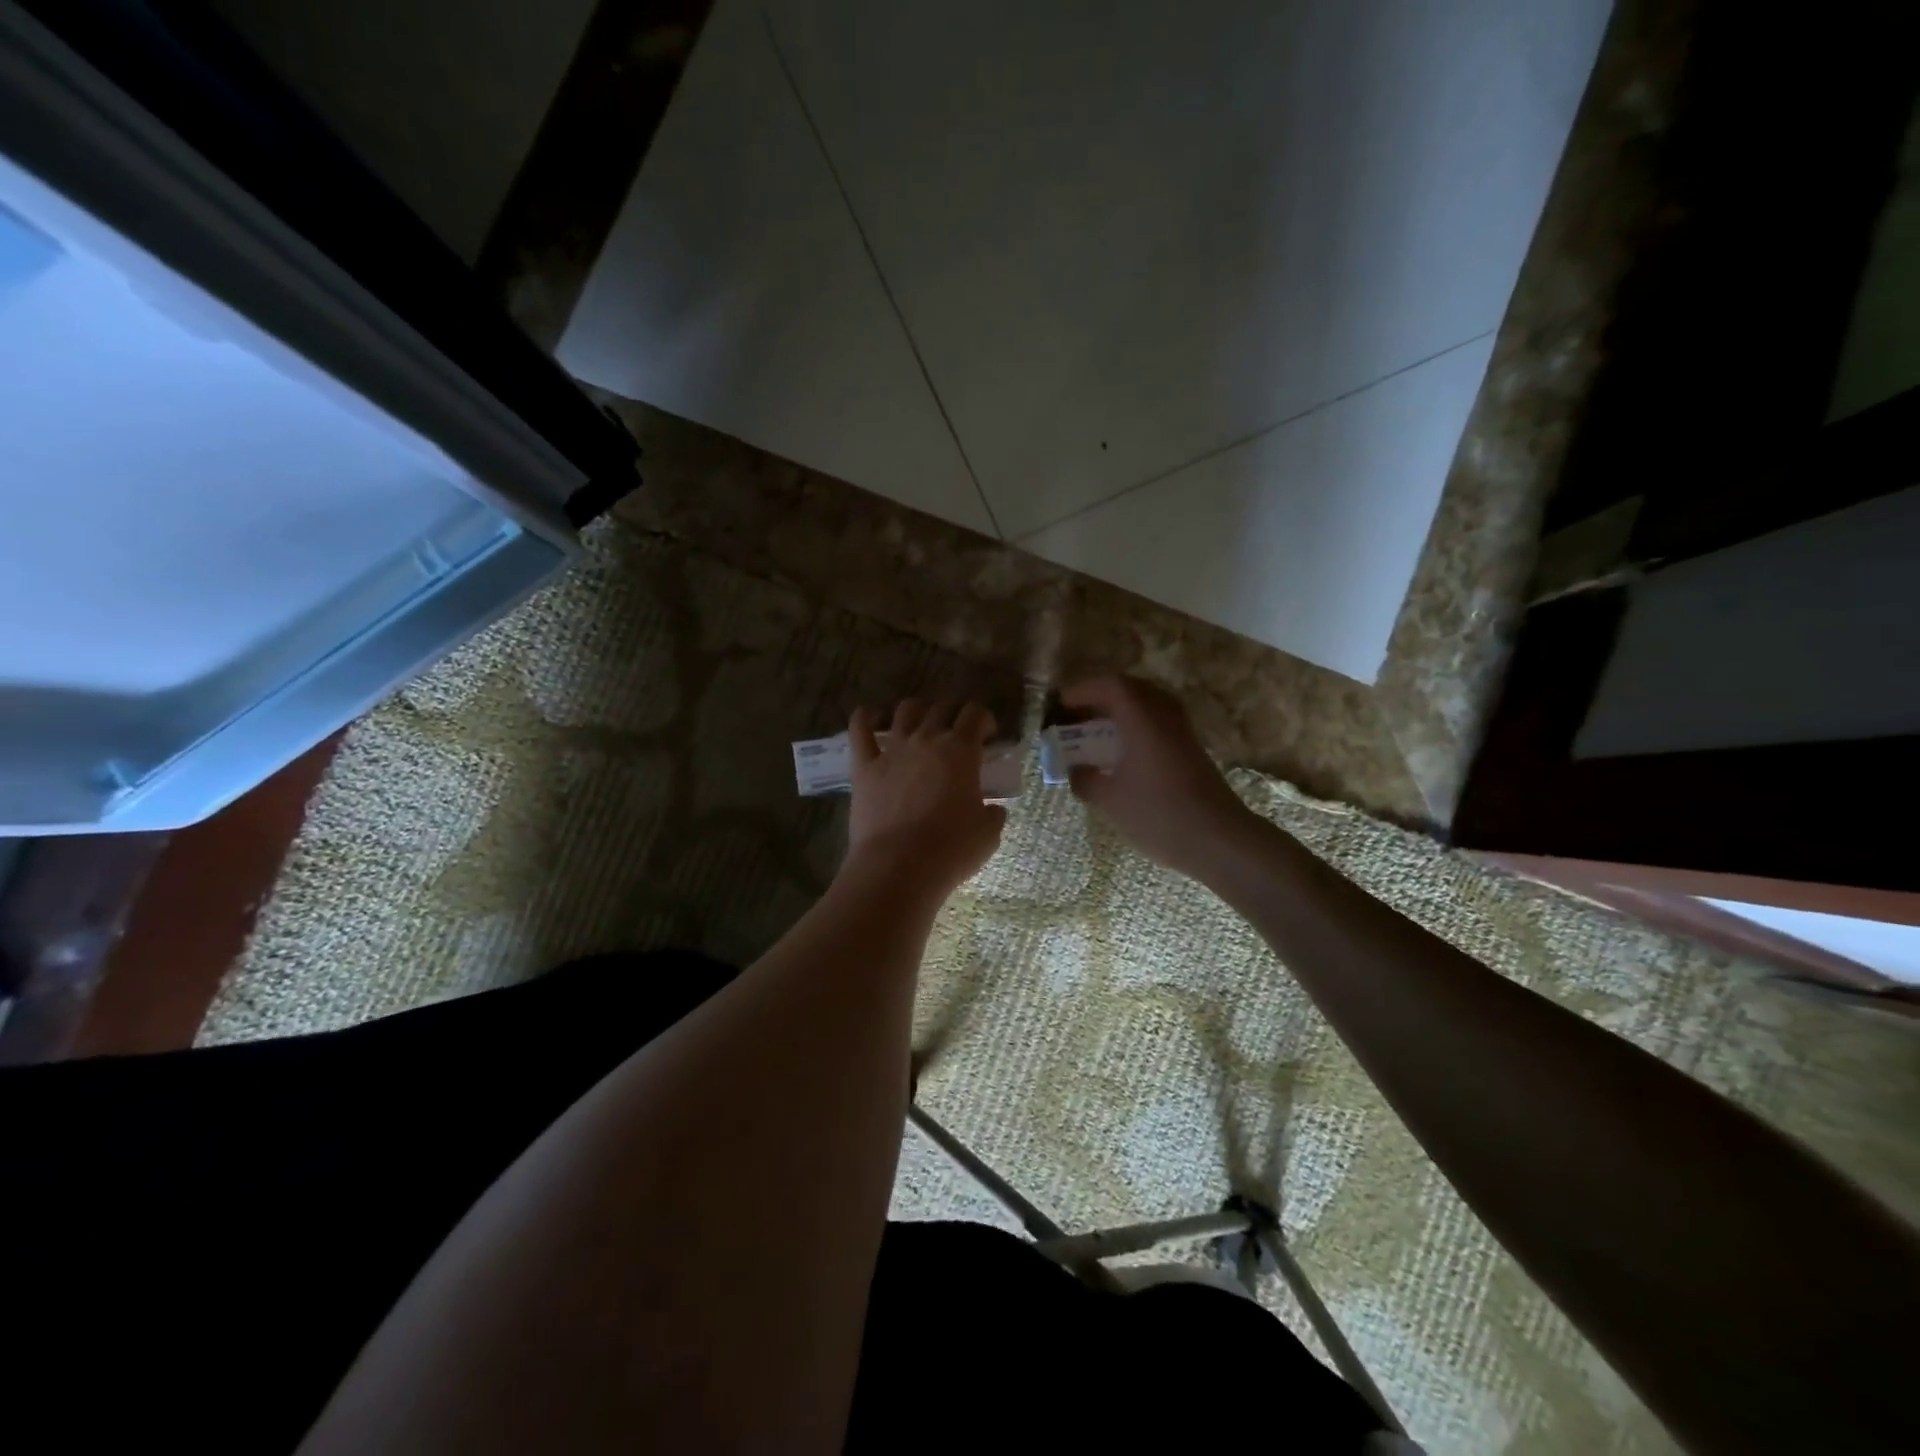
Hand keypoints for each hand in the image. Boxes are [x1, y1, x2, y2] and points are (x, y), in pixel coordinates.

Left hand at [843, 699, 1005, 899]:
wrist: (899, 866)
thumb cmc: (951, 850)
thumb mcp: (988, 834)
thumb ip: (993, 813)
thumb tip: (993, 809)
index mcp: (961, 750)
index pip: (976, 714)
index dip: (984, 719)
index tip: (988, 736)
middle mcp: (927, 739)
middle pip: (942, 708)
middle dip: (954, 713)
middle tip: (957, 732)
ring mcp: (893, 750)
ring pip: (905, 711)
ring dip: (917, 710)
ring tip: (921, 722)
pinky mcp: (864, 766)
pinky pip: (859, 729)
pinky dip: (865, 717)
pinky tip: (870, 718)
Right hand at [1059, 675, 1257, 879]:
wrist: (1218, 839)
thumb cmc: (1158, 814)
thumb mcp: (1110, 800)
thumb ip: (1085, 779)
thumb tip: (1075, 770)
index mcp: (1141, 718)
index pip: (1110, 685)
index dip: (1082, 690)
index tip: (1060, 707)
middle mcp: (1164, 715)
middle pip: (1130, 689)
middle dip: (1099, 698)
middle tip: (1076, 718)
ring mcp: (1182, 730)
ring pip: (1147, 704)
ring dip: (1119, 712)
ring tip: (1096, 734)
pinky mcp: (1191, 748)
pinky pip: (1158, 721)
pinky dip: (1135, 726)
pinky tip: (1122, 753)